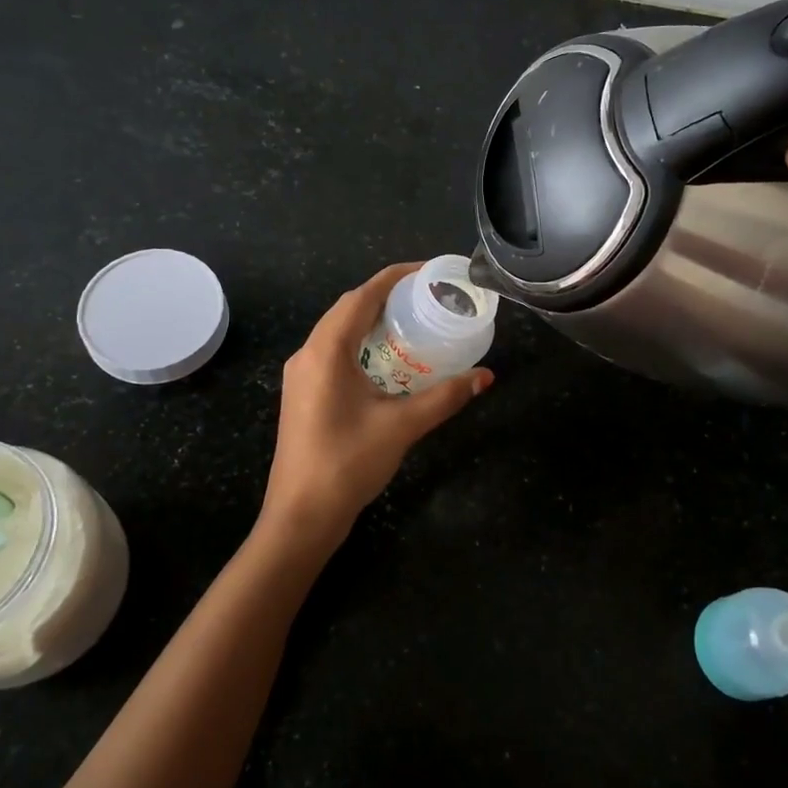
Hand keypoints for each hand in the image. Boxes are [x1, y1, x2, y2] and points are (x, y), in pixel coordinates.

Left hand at [260, 263, 493, 537]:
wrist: (301, 516)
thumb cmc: (347, 464)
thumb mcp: (402, 426)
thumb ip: (445, 397)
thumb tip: (485, 377)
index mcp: (325, 351)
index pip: (361, 296)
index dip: (395, 277)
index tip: (428, 271)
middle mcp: (308, 354)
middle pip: (348, 309)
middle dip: (386, 296)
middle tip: (427, 297)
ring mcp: (301, 375)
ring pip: (338, 331)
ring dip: (372, 320)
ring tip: (412, 321)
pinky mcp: (303, 394)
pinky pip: (334, 352)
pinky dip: (362, 344)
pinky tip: (388, 360)